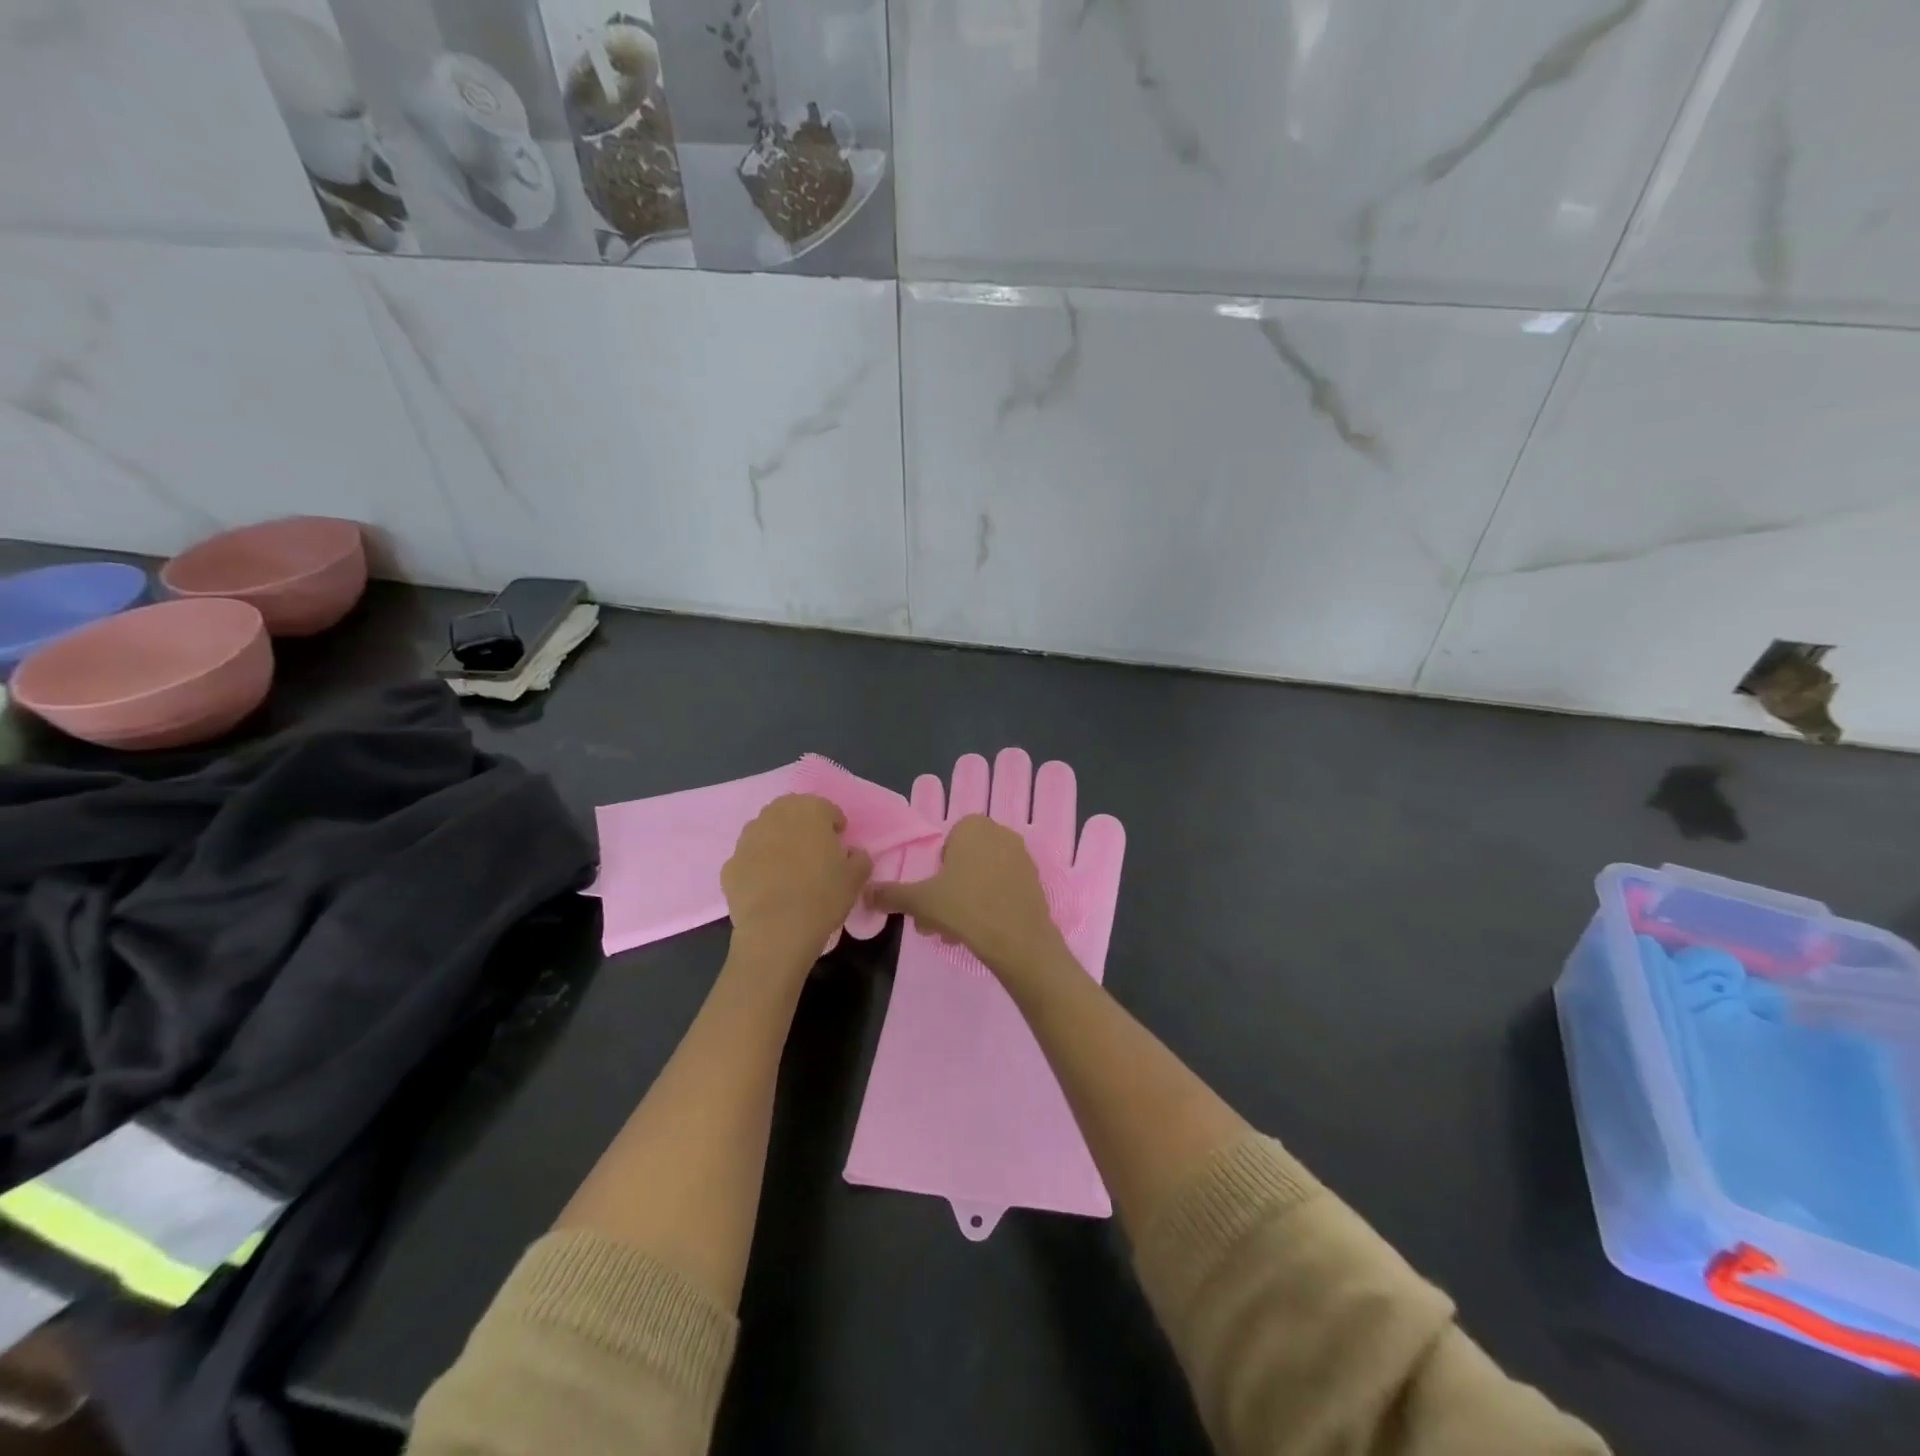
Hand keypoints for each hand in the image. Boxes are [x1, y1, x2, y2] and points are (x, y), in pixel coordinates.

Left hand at [722, 794, 871, 974]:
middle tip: (814, 854)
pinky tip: (768, 889)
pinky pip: (749, 860)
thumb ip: (859, 858)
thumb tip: (852, 854)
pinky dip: (758, 867)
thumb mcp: (856, 877)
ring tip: (788, 871)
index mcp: (809, 810)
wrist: (776, 930)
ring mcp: (747, 839)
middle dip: (803, 828)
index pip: (827, 809)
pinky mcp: (730, 865)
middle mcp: (775, 815)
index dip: (835, 827)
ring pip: (766, 833)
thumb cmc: (823, 896)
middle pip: (792, 814)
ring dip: (778, 844)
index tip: (840, 845)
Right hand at [866, 814, 1066, 983]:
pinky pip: (1002, 889)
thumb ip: (891, 894)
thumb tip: (866, 893)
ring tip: (953, 935)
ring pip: (981, 879)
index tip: (928, 900)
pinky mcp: (1035, 882)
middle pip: (963, 864)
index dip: (933, 873)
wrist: (1019, 940)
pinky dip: (988, 906)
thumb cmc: (966, 908)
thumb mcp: (920, 901)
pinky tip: (978, 934)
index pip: (944, 846)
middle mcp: (1001, 834)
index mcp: (973, 826)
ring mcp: (1022, 858)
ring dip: (964, 903)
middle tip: (935, 923)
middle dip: (946, 893)